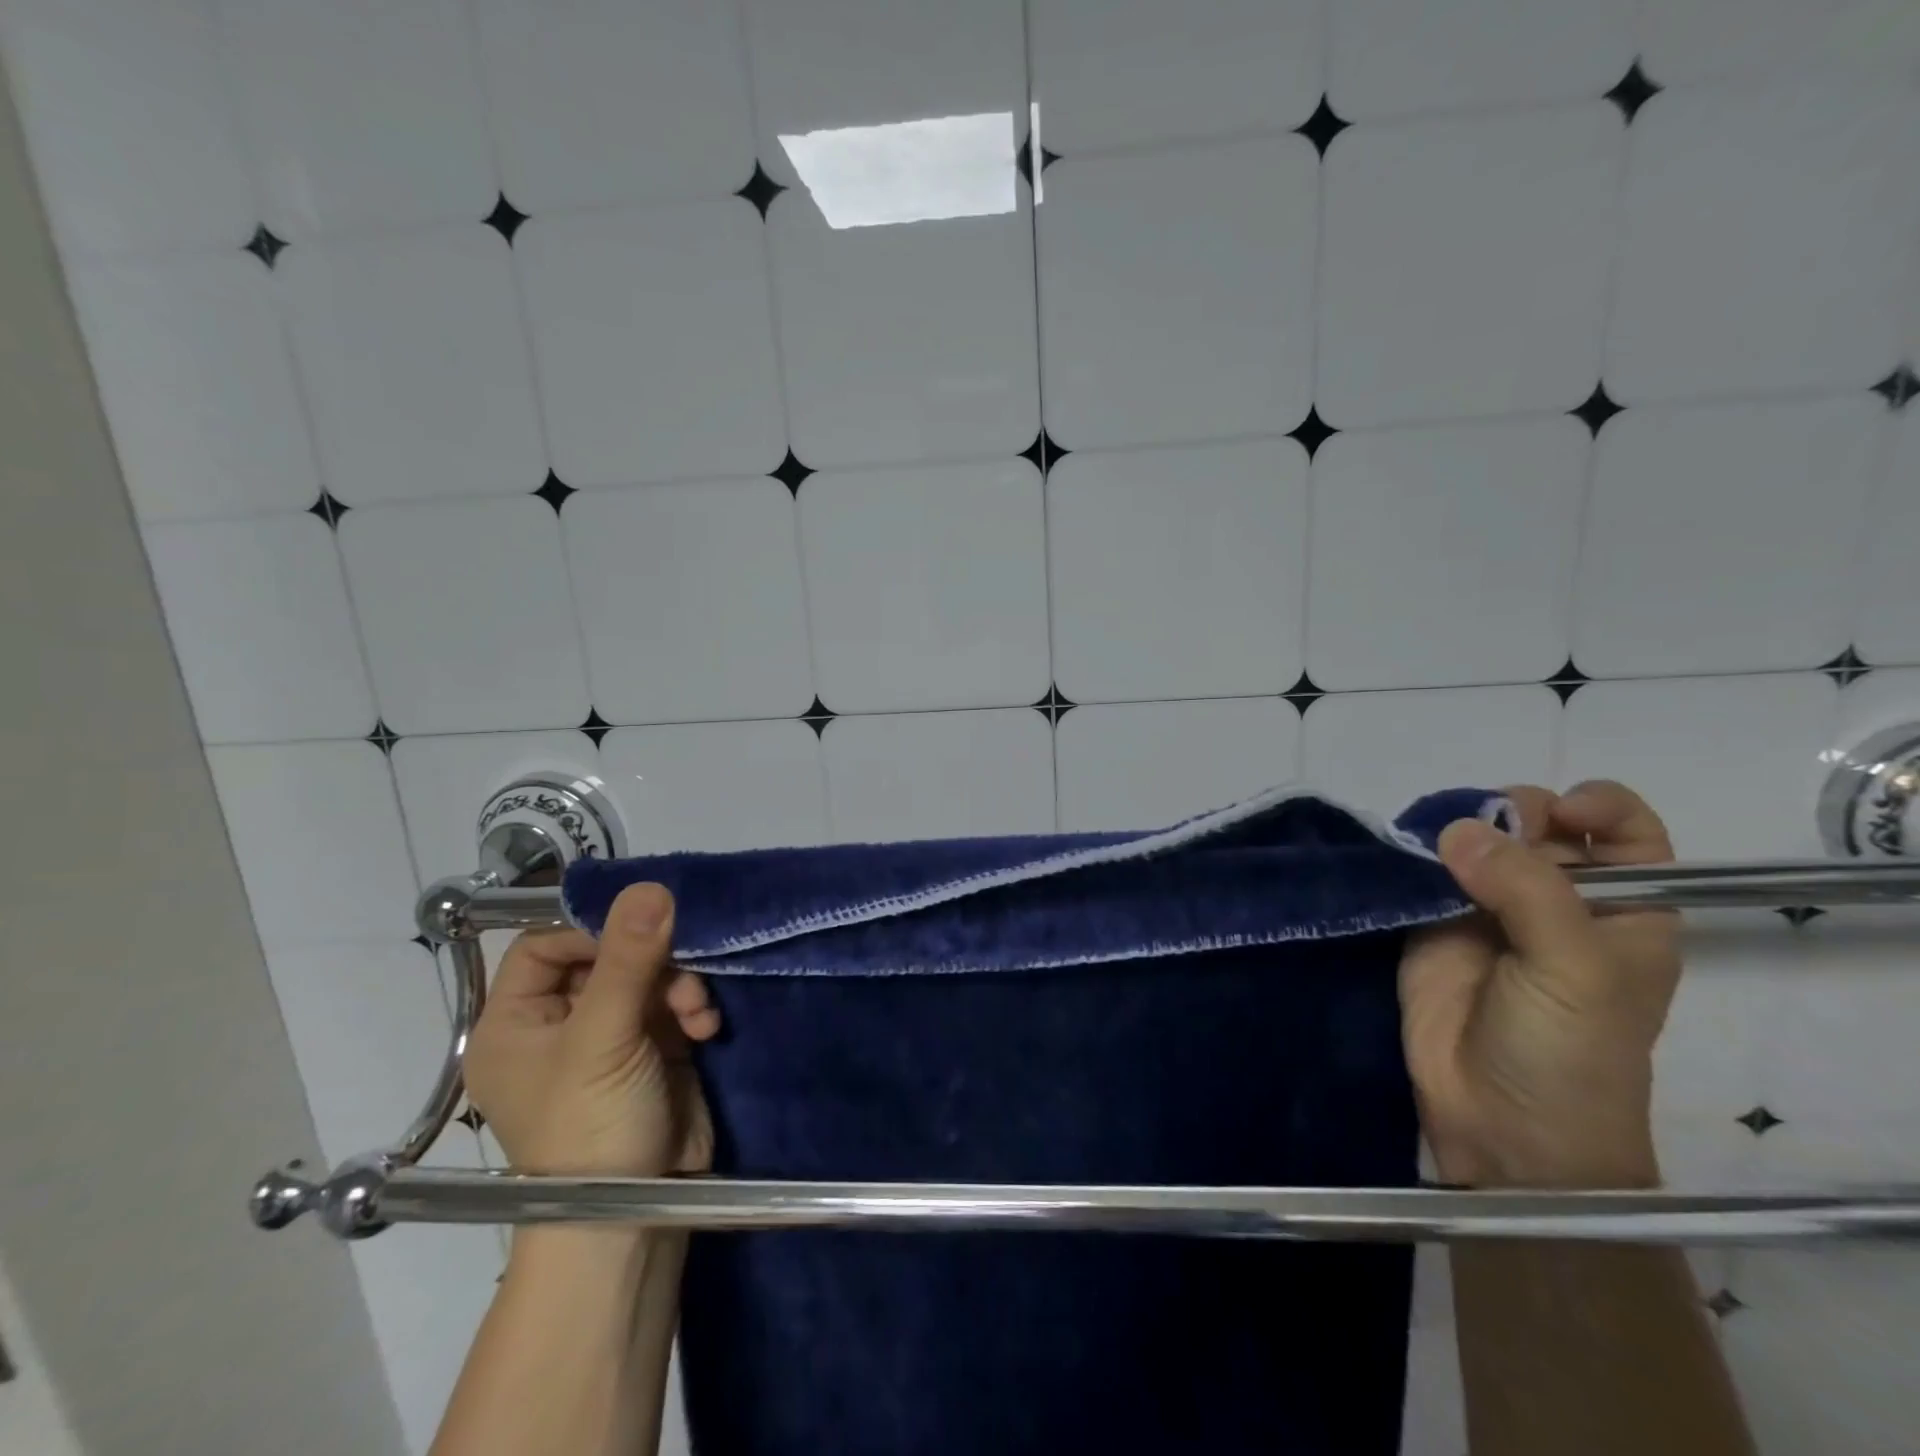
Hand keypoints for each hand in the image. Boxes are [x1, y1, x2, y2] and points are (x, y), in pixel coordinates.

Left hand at [463, 883, 721, 1176]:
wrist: (637, 1216)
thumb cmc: (590, 1128)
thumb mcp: (602, 1039)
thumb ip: (628, 960)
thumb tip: (651, 885)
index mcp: (515, 1023)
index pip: (543, 945)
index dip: (588, 930)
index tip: (639, 929)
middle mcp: (559, 1024)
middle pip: (606, 955)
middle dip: (651, 961)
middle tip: (681, 970)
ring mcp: (612, 1036)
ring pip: (650, 974)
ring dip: (680, 985)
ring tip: (696, 1013)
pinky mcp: (656, 1049)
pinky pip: (676, 1002)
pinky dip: (693, 1008)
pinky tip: (706, 1027)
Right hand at [1400, 781, 1680, 1189]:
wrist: (1500, 1122)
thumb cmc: (1569, 1049)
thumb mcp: (1575, 968)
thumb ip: (1526, 889)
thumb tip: (1457, 829)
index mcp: (1621, 910)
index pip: (1624, 833)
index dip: (1596, 808)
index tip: (1558, 814)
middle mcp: (1555, 901)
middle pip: (1539, 825)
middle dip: (1513, 813)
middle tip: (1483, 833)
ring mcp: (1488, 911)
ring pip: (1475, 842)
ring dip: (1455, 829)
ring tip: (1433, 841)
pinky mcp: (1431, 924)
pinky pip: (1422, 873)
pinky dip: (1412, 854)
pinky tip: (1403, 850)